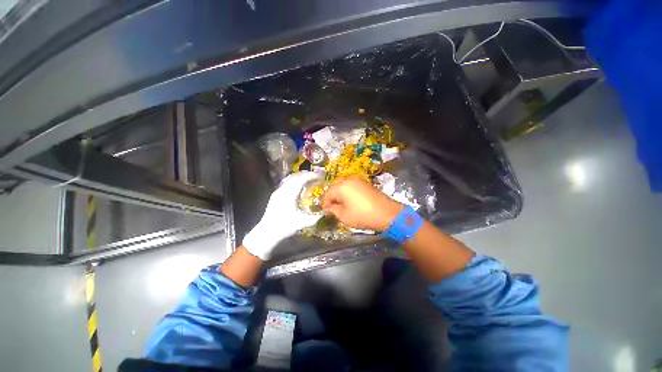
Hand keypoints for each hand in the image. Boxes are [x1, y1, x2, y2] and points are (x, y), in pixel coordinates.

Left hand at [243, 171, 322, 259]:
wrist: (267, 232)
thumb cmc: (285, 226)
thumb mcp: (302, 222)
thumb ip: (315, 217)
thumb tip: (325, 213)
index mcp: (290, 194)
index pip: (302, 179)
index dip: (311, 176)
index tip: (319, 176)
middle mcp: (283, 190)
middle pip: (296, 176)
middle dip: (306, 174)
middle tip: (316, 176)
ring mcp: (278, 191)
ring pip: (290, 179)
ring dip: (300, 177)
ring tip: (308, 179)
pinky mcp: (275, 195)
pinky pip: (286, 183)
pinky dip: (294, 181)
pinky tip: (298, 187)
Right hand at [322, 176, 403, 230]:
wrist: (387, 213)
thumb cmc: (363, 215)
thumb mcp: (344, 216)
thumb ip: (333, 210)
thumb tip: (329, 207)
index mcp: (341, 186)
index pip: (327, 194)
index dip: (324, 203)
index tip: (325, 211)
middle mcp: (348, 179)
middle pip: (335, 188)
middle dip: (331, 198)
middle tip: (331, 208)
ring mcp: (358, 180)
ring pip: (343, 186)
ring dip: (339, 195)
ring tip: (340, 205)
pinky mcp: (365, 182)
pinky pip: (351, 186)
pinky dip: (347, 192)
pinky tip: (349, 200)